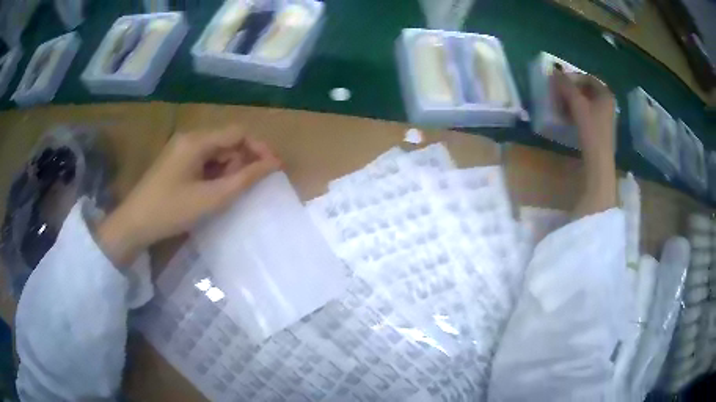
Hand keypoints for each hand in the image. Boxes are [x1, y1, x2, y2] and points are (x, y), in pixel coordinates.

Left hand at [97, 128, 280, 266]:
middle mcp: (189, 138)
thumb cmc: (171, 210)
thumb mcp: (211, 198)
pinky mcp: (176, 162)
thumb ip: (244, 179)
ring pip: (216, 153)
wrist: (134, 224)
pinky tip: (211, 194)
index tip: (274, 169)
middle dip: (241, 163)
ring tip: (225, 195)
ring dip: (227, 171)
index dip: (259, 148)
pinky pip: (203, 162)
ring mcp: (181, 150)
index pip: (238, 134)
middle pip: (227, 142)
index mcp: (197, 141)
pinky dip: (214, 175)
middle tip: (243, 190)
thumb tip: (274, 164)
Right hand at [551, 69, 617, 215]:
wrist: (599, 161)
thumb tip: (554, 71)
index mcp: (605, 94)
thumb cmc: (591, 130)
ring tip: (560, 107)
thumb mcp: (577, 105)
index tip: (559, 84)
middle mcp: (607, 102)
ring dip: (572, 101)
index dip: (572, 78)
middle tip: (558, 95)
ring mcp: (605, 116)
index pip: (586, 77)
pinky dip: (576, 112)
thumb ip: (566, 86)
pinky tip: (568, 118)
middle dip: (571, 91)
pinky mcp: (600, 128)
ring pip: (585, 102)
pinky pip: (587, 113)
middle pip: (586, 90)